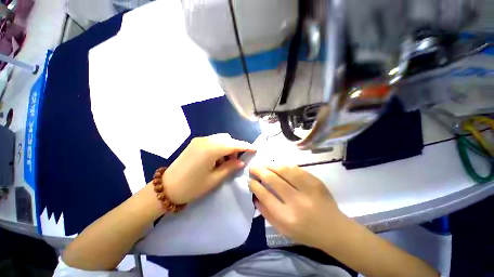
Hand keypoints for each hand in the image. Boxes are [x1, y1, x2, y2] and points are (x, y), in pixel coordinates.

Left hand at [164, 134, 254, 203]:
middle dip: (235, 149)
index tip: (255, 149)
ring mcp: (199, 140)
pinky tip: (215, 159)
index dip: (245, 146)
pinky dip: (219, 148)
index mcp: (211, 149)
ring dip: (226, 148)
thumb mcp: (214, 179)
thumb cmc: (192, 186)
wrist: (165, 188)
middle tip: (234, 162)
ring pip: (220, 140)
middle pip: (227, 140)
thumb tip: (241, 162)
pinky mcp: (195, 143)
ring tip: (224, 163)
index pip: (233, 144)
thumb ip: (230, 167)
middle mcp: (206, 140)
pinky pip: (212, 141)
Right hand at [249, 166, 344, 248]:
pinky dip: (284, 165)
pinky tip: (277, 165)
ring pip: (284, 170)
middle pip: (273, 180)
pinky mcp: (315, 181)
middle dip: (260, 171)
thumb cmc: (306, 232)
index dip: (255, 185)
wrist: (334, 229)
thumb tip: (255, 196)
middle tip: (253, 167)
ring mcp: (308, 189)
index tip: (250, 180)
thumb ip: (266, 213)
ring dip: (271, 165)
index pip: (265, 195)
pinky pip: (296, 169)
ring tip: (263, 164)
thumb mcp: (283, 229)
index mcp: (287, 217)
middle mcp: (296, 202)